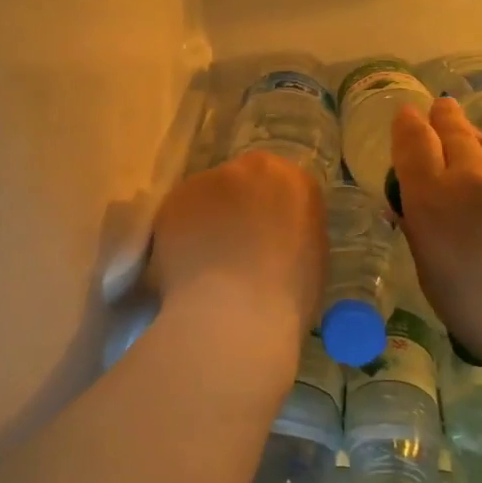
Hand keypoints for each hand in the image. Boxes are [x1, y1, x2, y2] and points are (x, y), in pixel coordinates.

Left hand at [147, 150, 325, 337]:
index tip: (263, 238)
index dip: (268, 213)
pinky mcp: (172, 201)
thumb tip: (272, 236)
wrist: (234, 312)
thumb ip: (289, 231)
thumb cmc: (286, 296)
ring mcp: (206, 181)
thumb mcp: (309, 257)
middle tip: (231, 248)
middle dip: (235, 209)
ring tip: (204, 264)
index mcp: (292, 181)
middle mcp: (249, 169)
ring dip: (205, 222)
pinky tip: (184, 268)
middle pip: (239, 183)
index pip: (279, 186)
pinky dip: (179, 237)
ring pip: (204, 198)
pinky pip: (177, 217)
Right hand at [391, 98, 481, 372]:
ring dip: (470, 131)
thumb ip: (420, 234)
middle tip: (438, 107)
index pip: (412, 149)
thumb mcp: (433, 277)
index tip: (406, 113)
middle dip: (440, 119)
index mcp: (430, 202)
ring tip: (463, 122)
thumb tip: (410, 208)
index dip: (406, 127)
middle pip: (450, 136)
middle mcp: (468, 179)